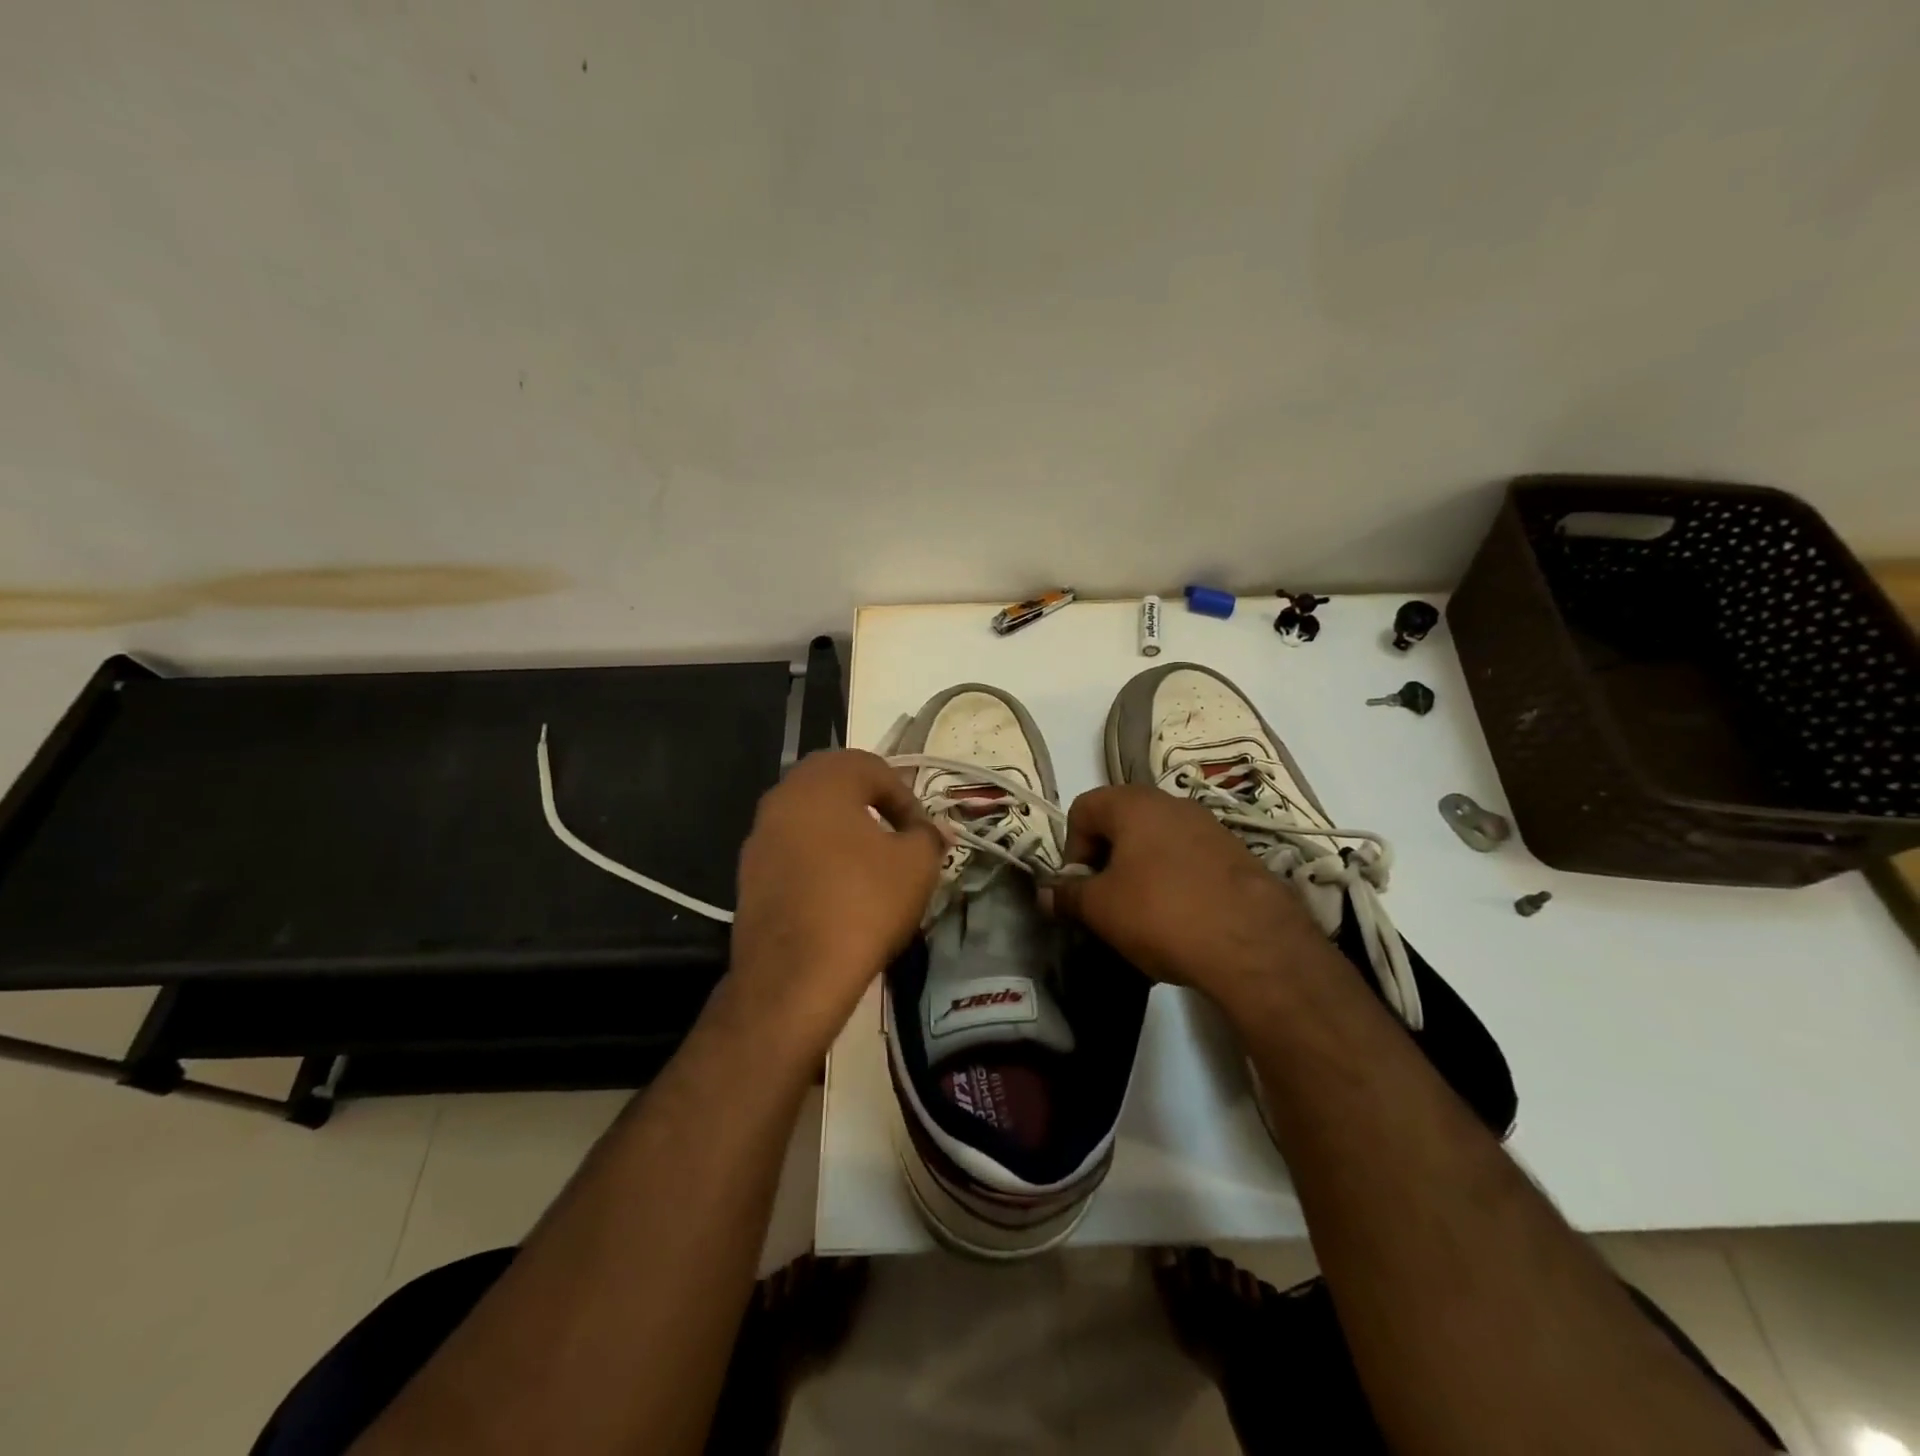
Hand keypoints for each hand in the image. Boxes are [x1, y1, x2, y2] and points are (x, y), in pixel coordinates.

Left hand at [725, 749, 943, 1056]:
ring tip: (870, 866)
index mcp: (824, 780)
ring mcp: (760, 834)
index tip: (923, 835)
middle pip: (837, 784)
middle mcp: (784, 795)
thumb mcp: (916, 865)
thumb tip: (933, 831)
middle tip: (898, 838)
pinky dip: (818, 858)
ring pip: (811, 817)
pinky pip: (792, 850)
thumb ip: (928, 836)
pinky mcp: (748, 872)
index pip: (875, 769)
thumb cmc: (863, 904)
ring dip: (843, 830)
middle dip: (872, 805)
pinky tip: (837, 891)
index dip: (907, 799)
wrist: (794, 975)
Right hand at [1047, 784, 1322, 1004]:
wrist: (1254, 945)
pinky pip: (1190, 860)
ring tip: (1144, 916)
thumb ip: (1067, 896)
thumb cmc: (1161, 913)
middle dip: (1107, 860)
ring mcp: (1210, 827)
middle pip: (1121, 823)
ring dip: (1141, 872)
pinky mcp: (1238, 855)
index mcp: (1133, 803)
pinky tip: (1182, 921)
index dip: (1072, 848)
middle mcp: (1173, 803)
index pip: (1083, 808)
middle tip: (1107, 902)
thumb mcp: (1101, 909)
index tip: (1081, 887)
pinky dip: (1176, 882)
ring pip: (1158, 842)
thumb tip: (1044, 893)